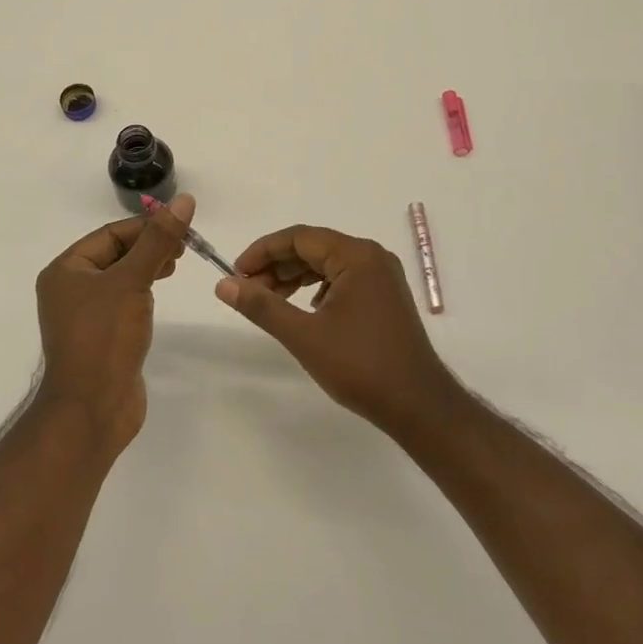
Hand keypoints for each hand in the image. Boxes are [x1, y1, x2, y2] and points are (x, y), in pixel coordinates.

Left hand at [33, 195, 191, 455]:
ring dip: (147, 267)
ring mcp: (84, 315)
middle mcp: (69, 289)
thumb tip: (185, 201)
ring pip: (120, 278)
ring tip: (175, 265)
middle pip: (115, 253)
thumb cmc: (105, 337)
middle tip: (184, 247)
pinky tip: (158, 294)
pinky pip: (122, 302)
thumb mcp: (133, 281)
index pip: (110, 234)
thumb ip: (158, 240)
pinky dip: (141, 292)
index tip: (182, 226)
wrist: (92, 410)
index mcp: (66, 270)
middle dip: (149, 246)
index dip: (146, 226)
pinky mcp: (100, 337)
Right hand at [215, 225, 462, 437]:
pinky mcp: (385, 296)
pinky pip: (342, 279)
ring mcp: (382, 276)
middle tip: (246, 289)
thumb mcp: (304, 335)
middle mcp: (372, 256)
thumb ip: (262, 306)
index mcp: (356, 255)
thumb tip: (224, 284)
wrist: (418, 406)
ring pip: (327, 264)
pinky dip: (316, 288)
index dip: (263, 252)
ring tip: (267, 300)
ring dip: (294, 277)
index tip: (235, 273)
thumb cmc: (360, 366)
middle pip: (314, 248)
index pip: (299, 237)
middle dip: (277, 266)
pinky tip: (302, 309)